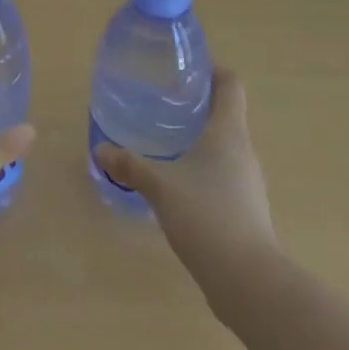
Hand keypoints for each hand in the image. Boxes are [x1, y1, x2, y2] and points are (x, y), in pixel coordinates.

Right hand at [93, 67, 277, 296]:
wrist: (248, 280)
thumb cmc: (206, 216)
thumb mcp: (160, 186)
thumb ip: (131, 166)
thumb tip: (100, 150)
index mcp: (228, 132)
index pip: (230, 85)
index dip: (213, 71)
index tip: (187, 69)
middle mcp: (243, 151)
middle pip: (226, 114)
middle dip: (198, 106)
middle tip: (163, 103)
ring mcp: (248, 182)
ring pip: (224, 147)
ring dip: (200, 140)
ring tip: (166, 142)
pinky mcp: (245, 210)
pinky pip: (223, 176)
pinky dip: (203, 171)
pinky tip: (178, 184)